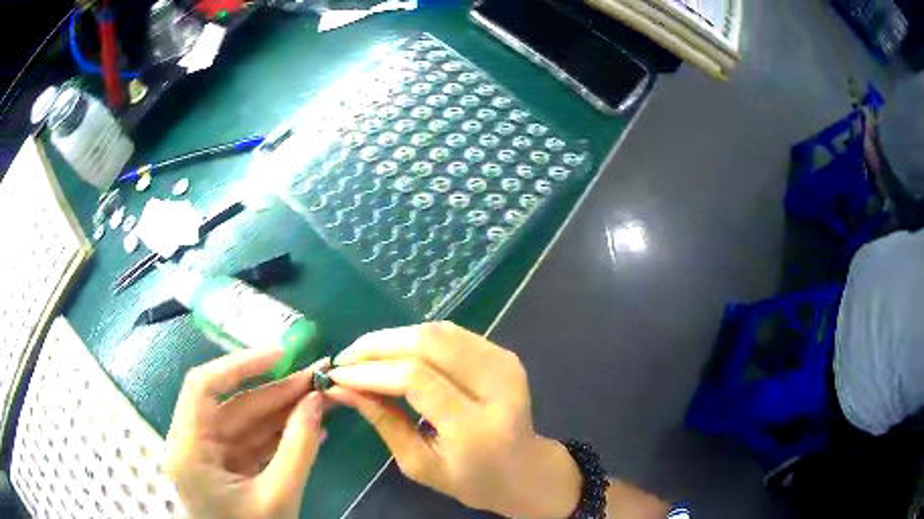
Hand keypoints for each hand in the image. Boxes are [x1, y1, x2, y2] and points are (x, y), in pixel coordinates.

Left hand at [165, 348, 328, 518]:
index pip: (203, 386)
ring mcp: (211, 457)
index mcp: (189, 449)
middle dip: (276, 392)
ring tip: (321, 400)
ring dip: (283, 412)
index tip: (280, 354)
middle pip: (232, 405)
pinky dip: (279, 436)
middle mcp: (193, 444)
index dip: (240, 364)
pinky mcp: (228, 468)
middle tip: (317, 378)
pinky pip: (252, 443)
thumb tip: (316, 400)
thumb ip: (297, 448)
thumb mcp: (279, 497)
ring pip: (246, 423)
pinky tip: (311, 429)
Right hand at [326, 322, 582, 516]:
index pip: (417, 380)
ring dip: (394, 338)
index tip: (338, 374)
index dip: (372, 371)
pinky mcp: (504, 355)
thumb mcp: (419, 464)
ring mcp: (505, 364)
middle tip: (345, 358)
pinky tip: (394, 352)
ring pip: (438, 332)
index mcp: (476, 427)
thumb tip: (342, 387)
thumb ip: (382, 421)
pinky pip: (451, 334)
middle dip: (377, 345)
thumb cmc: (470, 480)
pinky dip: (416, 338)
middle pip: (428, 345)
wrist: (524, 470)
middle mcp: (496, 387)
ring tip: (363, 355)